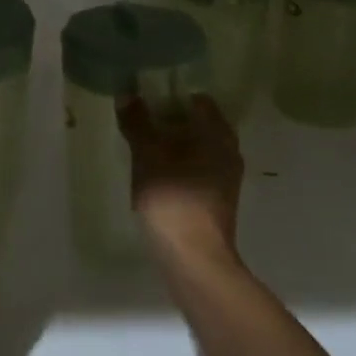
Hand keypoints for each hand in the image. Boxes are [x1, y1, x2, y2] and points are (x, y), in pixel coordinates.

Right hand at [116, 94, 243, 265]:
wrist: (195, 260)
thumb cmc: (174, 200)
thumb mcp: (148, 157)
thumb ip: (138, 124)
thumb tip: (128, 94)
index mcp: (218, 135)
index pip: (199, 100)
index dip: (173, 94)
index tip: (147, 96)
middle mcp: (228, 152)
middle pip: (199, 125)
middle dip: (172, 120)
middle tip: (141, 119)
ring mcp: (225, 179)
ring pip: (198, 149)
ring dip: (174, 144)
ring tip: (144, 145)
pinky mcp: (216, 201)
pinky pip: (196, 170)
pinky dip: (178, 165)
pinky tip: (156, 174)